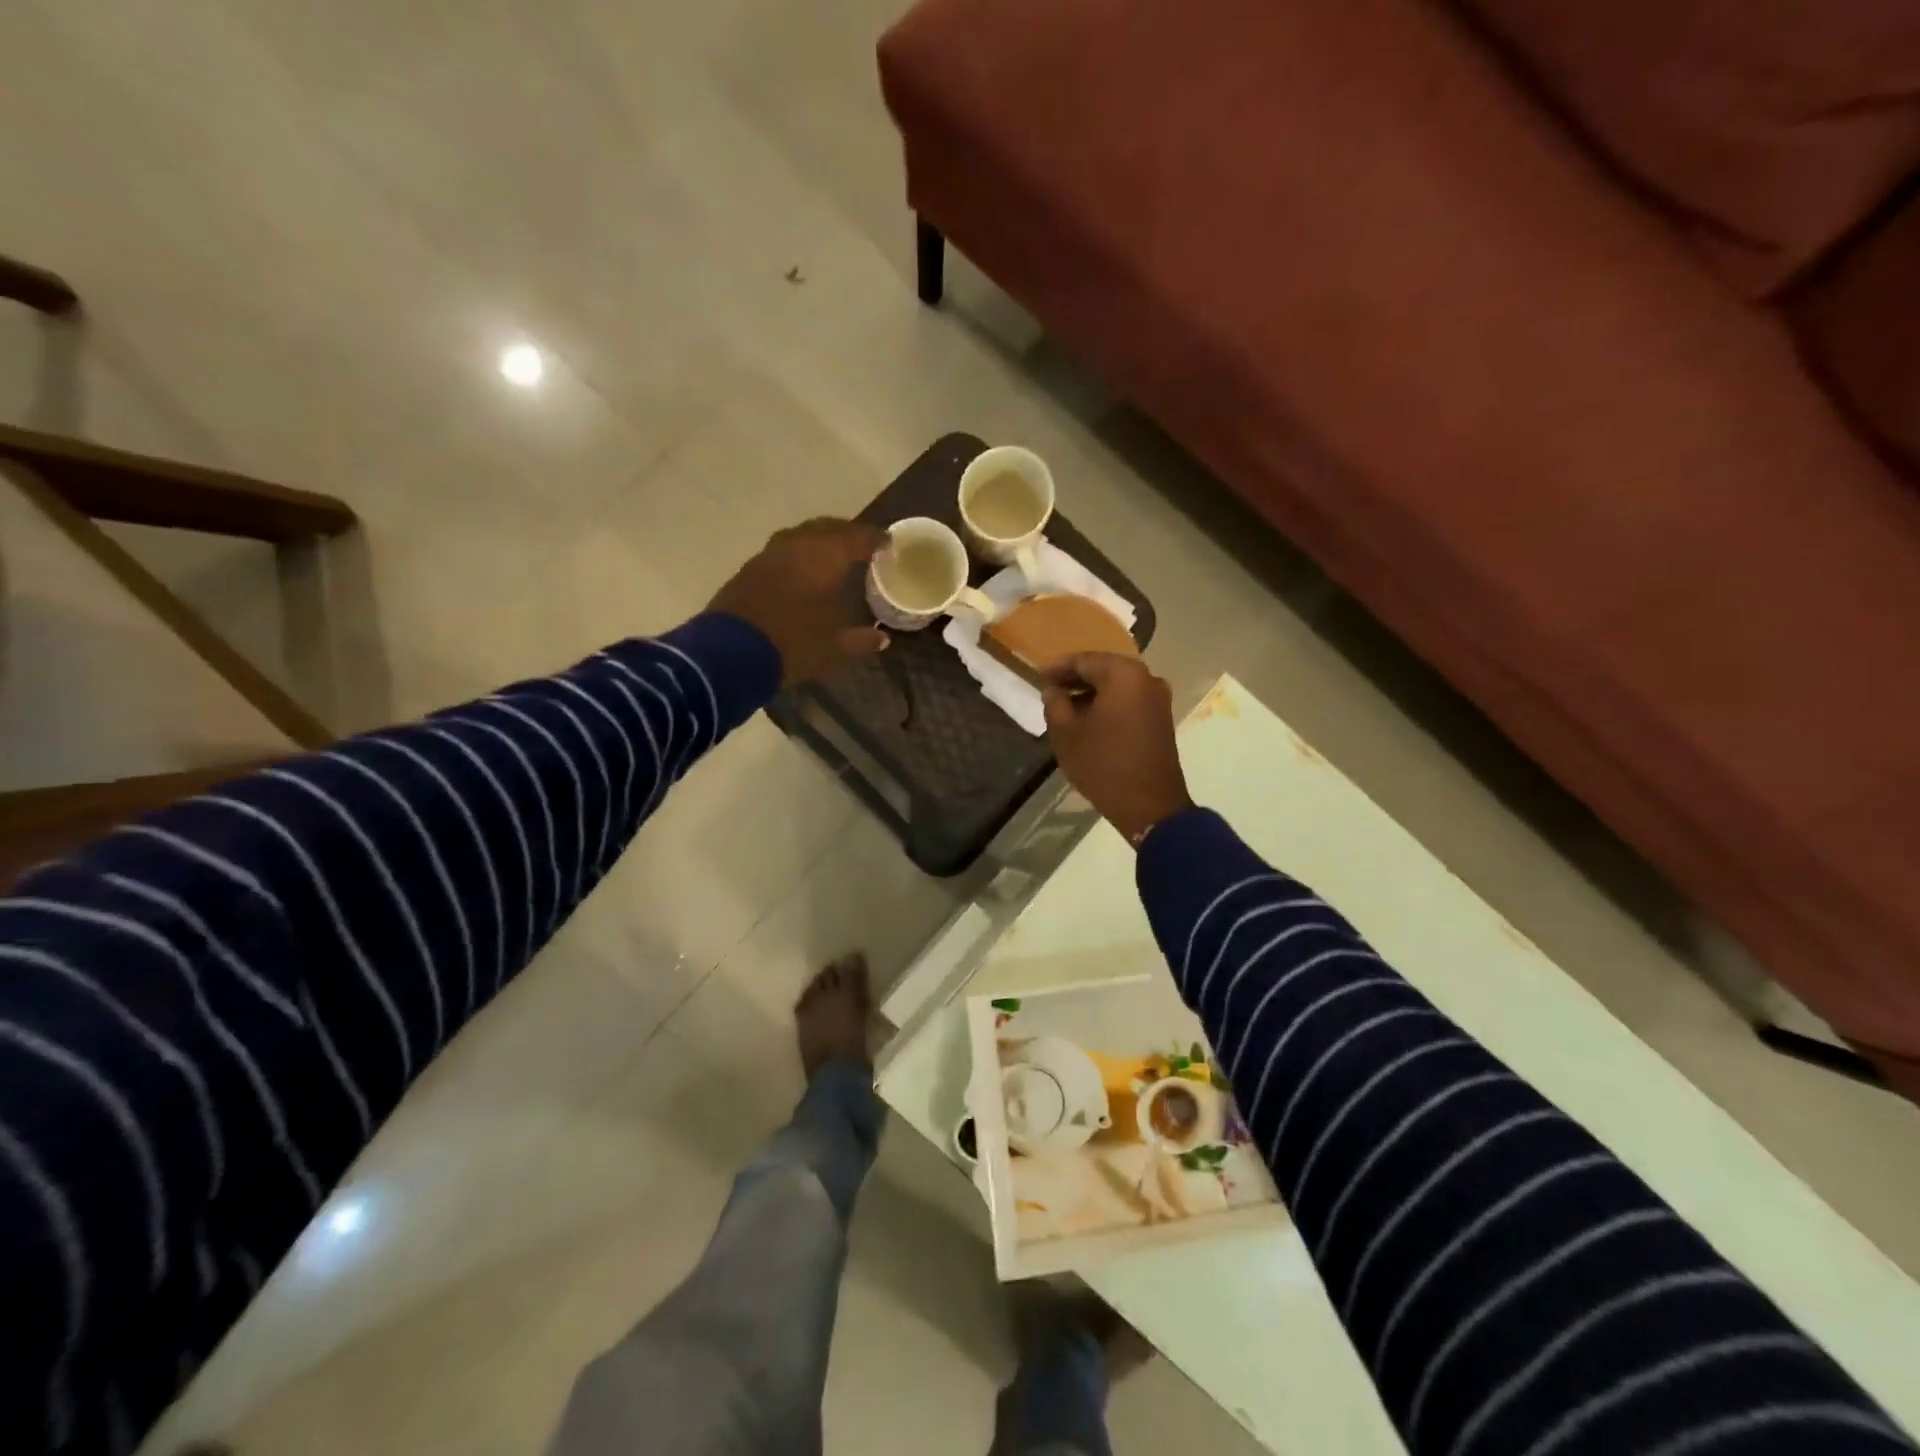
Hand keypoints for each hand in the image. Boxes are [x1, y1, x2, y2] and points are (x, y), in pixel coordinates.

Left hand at [709, 518, 889, 686]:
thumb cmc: (793, 645)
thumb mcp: (833, 648)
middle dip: (846, 533)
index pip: (856, 537)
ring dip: (819, 540)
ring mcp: (769, 554)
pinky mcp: (749, 568)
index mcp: (825, 557)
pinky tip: (802, 570)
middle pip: (827, 528)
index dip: (874, 539)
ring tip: (832, 554)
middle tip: (861, 545)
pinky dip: (799, 553)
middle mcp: (798, 545)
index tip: (887, 543)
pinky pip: (783, 550)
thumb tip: (881, 639)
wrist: (731, 654)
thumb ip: (859, 640)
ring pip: (801, 535)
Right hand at [1042, 653, 1193, 844]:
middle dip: (1076, 678)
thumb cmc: (1103, 764)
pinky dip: (1109, 703)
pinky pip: (1130, 700)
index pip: (1084, 660)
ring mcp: (1158, 698)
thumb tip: (1054, 690)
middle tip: (1051, 689)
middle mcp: (1146, 678)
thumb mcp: (1066, 734)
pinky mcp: (1162, 718)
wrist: (1150, 805)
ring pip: (1118, 685)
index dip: (1058, 668)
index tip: (1039, 677)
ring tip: (1066, 707)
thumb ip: (1055, 704)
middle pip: (1104, 669)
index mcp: (1123, 674)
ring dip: (1093, 692)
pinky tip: (1090, 719)